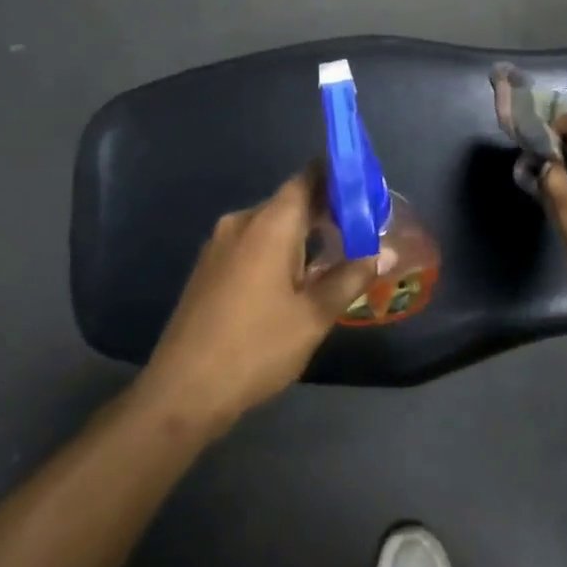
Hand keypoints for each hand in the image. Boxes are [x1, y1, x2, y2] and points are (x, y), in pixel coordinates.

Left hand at [141, 168, 379, 431]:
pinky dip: (280, 248)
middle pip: (290, 201)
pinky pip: (252, 243)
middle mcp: (241, 222)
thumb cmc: (256, 348)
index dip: (339, 176)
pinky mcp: (209, 267)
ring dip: (304, 232)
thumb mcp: (314, 316)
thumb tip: (383, 253)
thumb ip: (350, 278)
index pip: (308, 178)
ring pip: (271, 224)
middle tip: (364, 228)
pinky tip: (298, 276)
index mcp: (269, 224)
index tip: (367, 189)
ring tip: (338, 253)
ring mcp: (219, 244)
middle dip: (327, 209)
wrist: (183, 390)